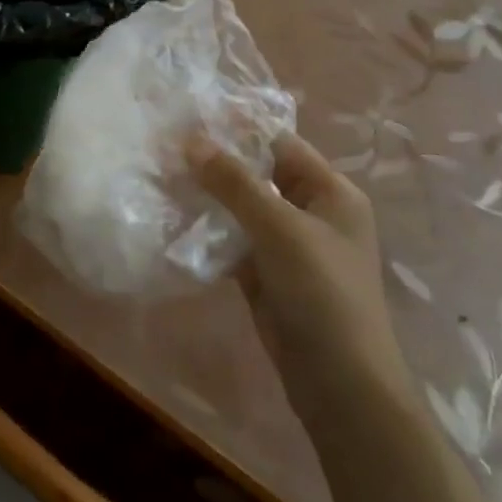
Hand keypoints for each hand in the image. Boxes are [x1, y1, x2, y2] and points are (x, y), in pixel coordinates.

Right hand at [188, 131, 408, 403]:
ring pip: (240, 207)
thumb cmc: (323, 294)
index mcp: (330, 192)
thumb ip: (235, 182)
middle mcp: (311, 211)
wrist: (340, 385)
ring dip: (207, 196)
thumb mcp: (280, 229)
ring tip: (160, 175)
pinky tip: (172, 217)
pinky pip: (232, 239)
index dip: (237, 129)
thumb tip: (191, 141)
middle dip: (215, 162)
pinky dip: (207, 229)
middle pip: (257, 174)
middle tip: (165, 145)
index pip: (279, 144)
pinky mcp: (265, 273)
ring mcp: (287, 245)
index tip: (189, 117)